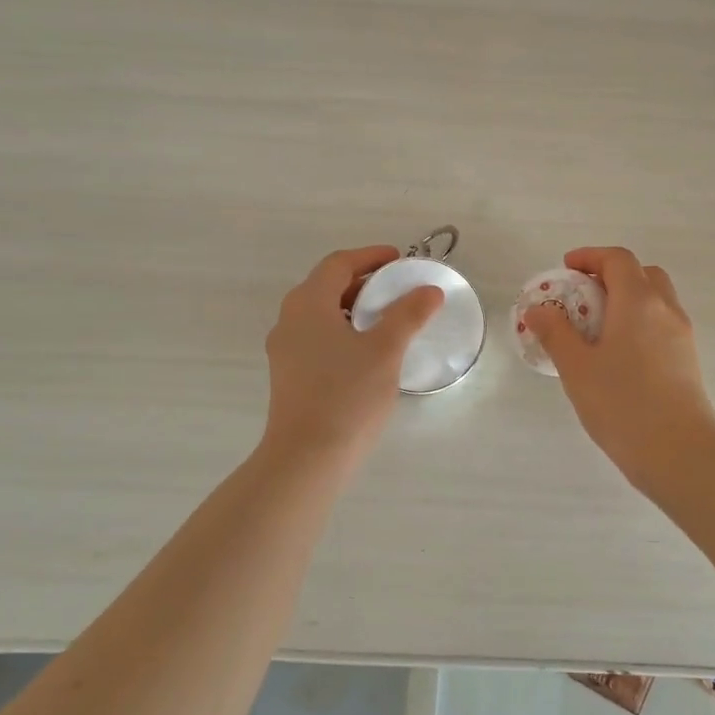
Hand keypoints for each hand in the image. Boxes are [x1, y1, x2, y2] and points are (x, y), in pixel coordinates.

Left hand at [262, 245, 442, 459]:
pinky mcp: (290, 377)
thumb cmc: (347, 395)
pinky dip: (344, 332)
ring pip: (322, 315)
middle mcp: (289, 321)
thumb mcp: (385, 350)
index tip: (399, 260)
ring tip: (388, 319)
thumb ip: (408, 314)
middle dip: (364, 282)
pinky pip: (318, 339)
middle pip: (327, 287)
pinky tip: (368, 353)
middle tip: (398, 288)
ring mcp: (285, 351)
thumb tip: (430, 291)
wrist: (306, 458)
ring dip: (354, 308)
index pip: (338, 264)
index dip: (370, 257)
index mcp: (308, 304)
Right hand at [527, 246, 714, 495]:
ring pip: (656, 300)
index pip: (618, 259)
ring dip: (627, 300)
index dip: (590, 256)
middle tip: (582, 296)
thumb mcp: (577, 368)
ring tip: (596, 328)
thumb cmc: (622, 405)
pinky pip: (661, 325)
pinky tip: (618, 356)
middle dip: (611, 275)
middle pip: (642, 274)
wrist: (680, 453)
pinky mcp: (688, 360)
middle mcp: (665, 310)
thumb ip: (555, 333)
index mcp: (638, 301)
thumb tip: (538, 309)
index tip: (566, 268)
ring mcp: (682, 336)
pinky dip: (639, 323)